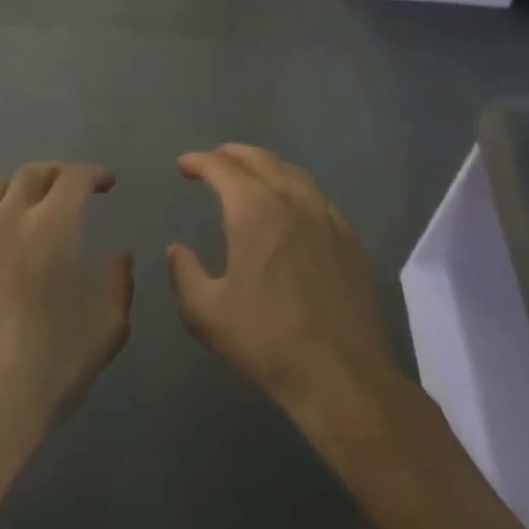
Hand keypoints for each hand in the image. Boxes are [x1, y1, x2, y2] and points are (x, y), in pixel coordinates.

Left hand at [0, 163, 131, 470]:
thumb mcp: (107, 328)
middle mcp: (4, 219)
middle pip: (30, 174)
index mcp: (49, 227)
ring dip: (15, 193)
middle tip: (71, 192)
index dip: (94, 175)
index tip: (106, 184)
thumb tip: (119, 258)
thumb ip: (119, 283)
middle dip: (57, 175)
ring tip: (27, 215)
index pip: (73, 178)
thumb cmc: (50, 368)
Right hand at [169, 145, 402, 426]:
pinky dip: (295, 190)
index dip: (199, 162)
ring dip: (266, 167)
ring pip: (294, 174)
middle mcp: (292, 201)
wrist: (341, 374)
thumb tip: (178, 250)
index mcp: (254, 211)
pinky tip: (292, 209)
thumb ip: (184, 275)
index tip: (184, 165)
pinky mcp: (350, 240)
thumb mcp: (206, 314)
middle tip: (214, 160)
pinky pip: (318, 199)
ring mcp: (327, 217)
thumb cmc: (266, 340)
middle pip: (261, 160)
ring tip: (251, 175)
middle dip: (232, 155)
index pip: (222, 168)